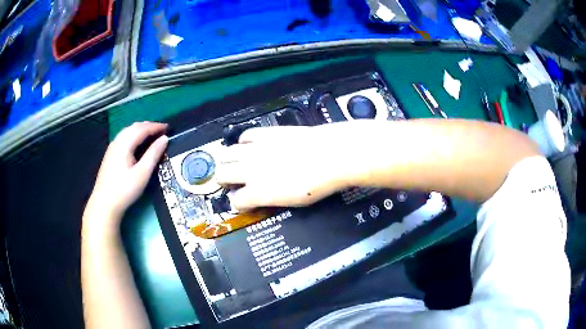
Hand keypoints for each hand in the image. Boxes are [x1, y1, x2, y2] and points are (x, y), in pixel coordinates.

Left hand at [85, 122, 167, 229]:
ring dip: (140, 130)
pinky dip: (133, 135)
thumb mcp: (142, 173)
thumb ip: (153, 154)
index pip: (142, 129)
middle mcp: (117, 142)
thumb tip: (164, 139)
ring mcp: (112, 148)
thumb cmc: (124, 190)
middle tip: (161, 130)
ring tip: (151, 134)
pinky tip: (136, 143)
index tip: (168, 128)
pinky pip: (123, 138)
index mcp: (125, 144)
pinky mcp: (110, 155)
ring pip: (127, 131)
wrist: (104, 204)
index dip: (156, 127)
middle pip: (134, 127)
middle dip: (148, 126)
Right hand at [215, 125, 350, 210]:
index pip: (236, 201)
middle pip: (223, 174)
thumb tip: (262, 196)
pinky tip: (249, 144)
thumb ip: (271, 198)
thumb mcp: (293, 201)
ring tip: (233, 162)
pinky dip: (243, 141)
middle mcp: (250, 170)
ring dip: (227, 160)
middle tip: (228, 181)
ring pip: (228, 153)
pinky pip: (245, 135)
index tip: (242, 202)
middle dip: (223, 179)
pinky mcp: (265, 133)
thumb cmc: (317, 184)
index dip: (238, 203)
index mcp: (258, 192)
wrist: (330, 156)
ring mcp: (256, 150)